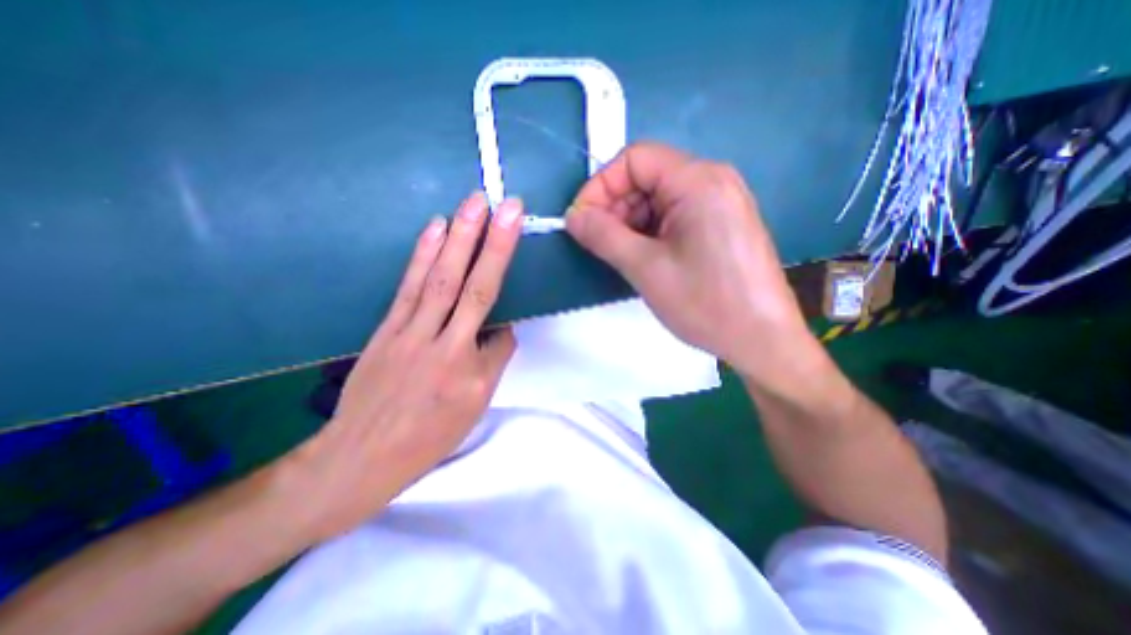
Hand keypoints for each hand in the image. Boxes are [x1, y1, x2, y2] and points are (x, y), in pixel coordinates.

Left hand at [285, 194, 527, 540]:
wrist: (362, 456)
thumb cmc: (428, 436)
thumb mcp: (473, 407)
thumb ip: (491, 362)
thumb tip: (498, 329)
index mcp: (470, 372)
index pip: (502, 334)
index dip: (511, 320)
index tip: (513, 304)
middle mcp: (443, 345)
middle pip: (474, 287)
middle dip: (494, 244)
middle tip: (508, 206)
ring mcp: (411, 332)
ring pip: (441, 278)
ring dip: (461, 237)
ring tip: (475, 203)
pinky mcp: (388, 327)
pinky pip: (410, 286)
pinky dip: (424, 254)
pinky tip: (436, 228)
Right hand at [564, 143, 812, 379]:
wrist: (761, 340)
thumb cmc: (705, 303)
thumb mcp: (645, 268)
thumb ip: (603, 236)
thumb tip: (573, 217)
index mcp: (698, 181)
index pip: (634, 159)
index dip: (600, 186)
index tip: (581, 221)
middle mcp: (712, 181)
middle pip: (647, 177)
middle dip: (614, 207)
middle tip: (598, 244)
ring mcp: (719, 203)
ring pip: (658, 199)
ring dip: (630, 222)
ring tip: (621, 256)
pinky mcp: (720, 224)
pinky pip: (674, 216)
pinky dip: (650, 232)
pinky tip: (644, 258)